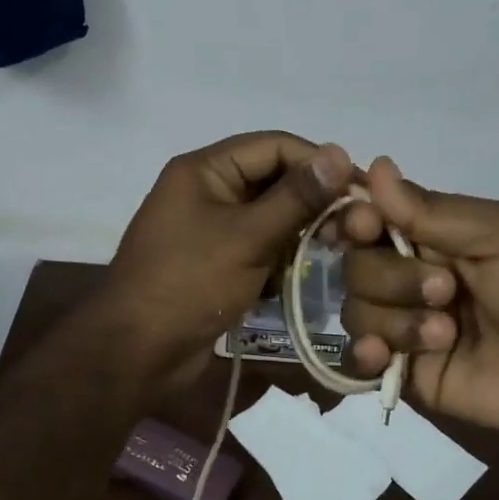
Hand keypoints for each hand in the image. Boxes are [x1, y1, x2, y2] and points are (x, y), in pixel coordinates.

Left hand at [99, 132, 352, 389]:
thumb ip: (296, 197)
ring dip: (299, 233)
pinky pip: (258, 247)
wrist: (137, 354)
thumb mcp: (248, 237)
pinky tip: (299, 277)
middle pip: (272, 180)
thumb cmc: (189, 284)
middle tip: (354, 227)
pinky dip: (280, 259)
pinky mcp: (215, 263)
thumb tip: (340, 153)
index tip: (361, 189)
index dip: (319, 163)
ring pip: (269, 217)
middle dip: (311, 202)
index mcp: (204, 170)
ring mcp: (209, 229)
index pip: (274, 146)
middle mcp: (207, 191)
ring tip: (334, 253)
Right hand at [340, 158, 498, 441]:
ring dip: (395, 319)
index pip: (369, 219)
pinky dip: (364, 355)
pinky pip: (359, 362)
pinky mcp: (408, 373)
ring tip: (447, 334)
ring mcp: (408, 326)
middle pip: (356, 267)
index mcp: (435, 236)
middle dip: (392, 277)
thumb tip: (374, 166)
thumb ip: (431, 211)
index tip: (365, 225)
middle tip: (446, 290)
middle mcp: (412, 276)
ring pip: (356, 311)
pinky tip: (384, 356)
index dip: (354, 220)